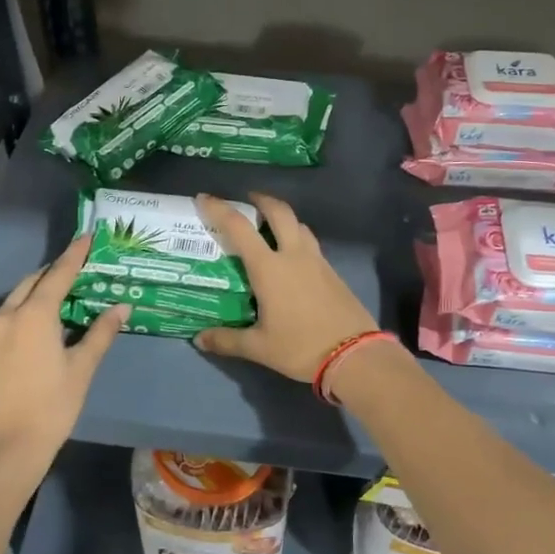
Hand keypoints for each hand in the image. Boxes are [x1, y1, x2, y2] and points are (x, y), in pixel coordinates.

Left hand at [0, 235, 126, 491]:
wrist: (6, 448)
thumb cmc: (51, 406)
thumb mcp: (82, 368)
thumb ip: (101, 333)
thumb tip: (122, 307)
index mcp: (33, 315)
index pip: (58, 274)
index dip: (75, 254)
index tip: (88, 236)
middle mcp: (9, 315)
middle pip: (35, 281)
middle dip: (57, 270)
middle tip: (82, 266)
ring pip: (20, 297)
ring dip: (42, 289)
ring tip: (69, 290)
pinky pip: (12, 314)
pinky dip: (31, 307)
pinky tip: (49, 318)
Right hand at [192, 193, 377, 380]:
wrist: (355, 355)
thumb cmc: (301, 347)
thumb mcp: (259, 347)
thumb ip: (227, 340)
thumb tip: (200, 339)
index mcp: (269, 268)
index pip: (239, 228)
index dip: (219, 209)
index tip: (204, 198)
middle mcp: (293, 255)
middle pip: (279, 212)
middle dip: (261, 200)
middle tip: (248, 200)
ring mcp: (317, 261)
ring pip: (299, 225)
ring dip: (283, 218)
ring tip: (270, 227)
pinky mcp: (333, 272)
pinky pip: (311, 244)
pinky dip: (297, 238)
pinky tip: (292, 258)